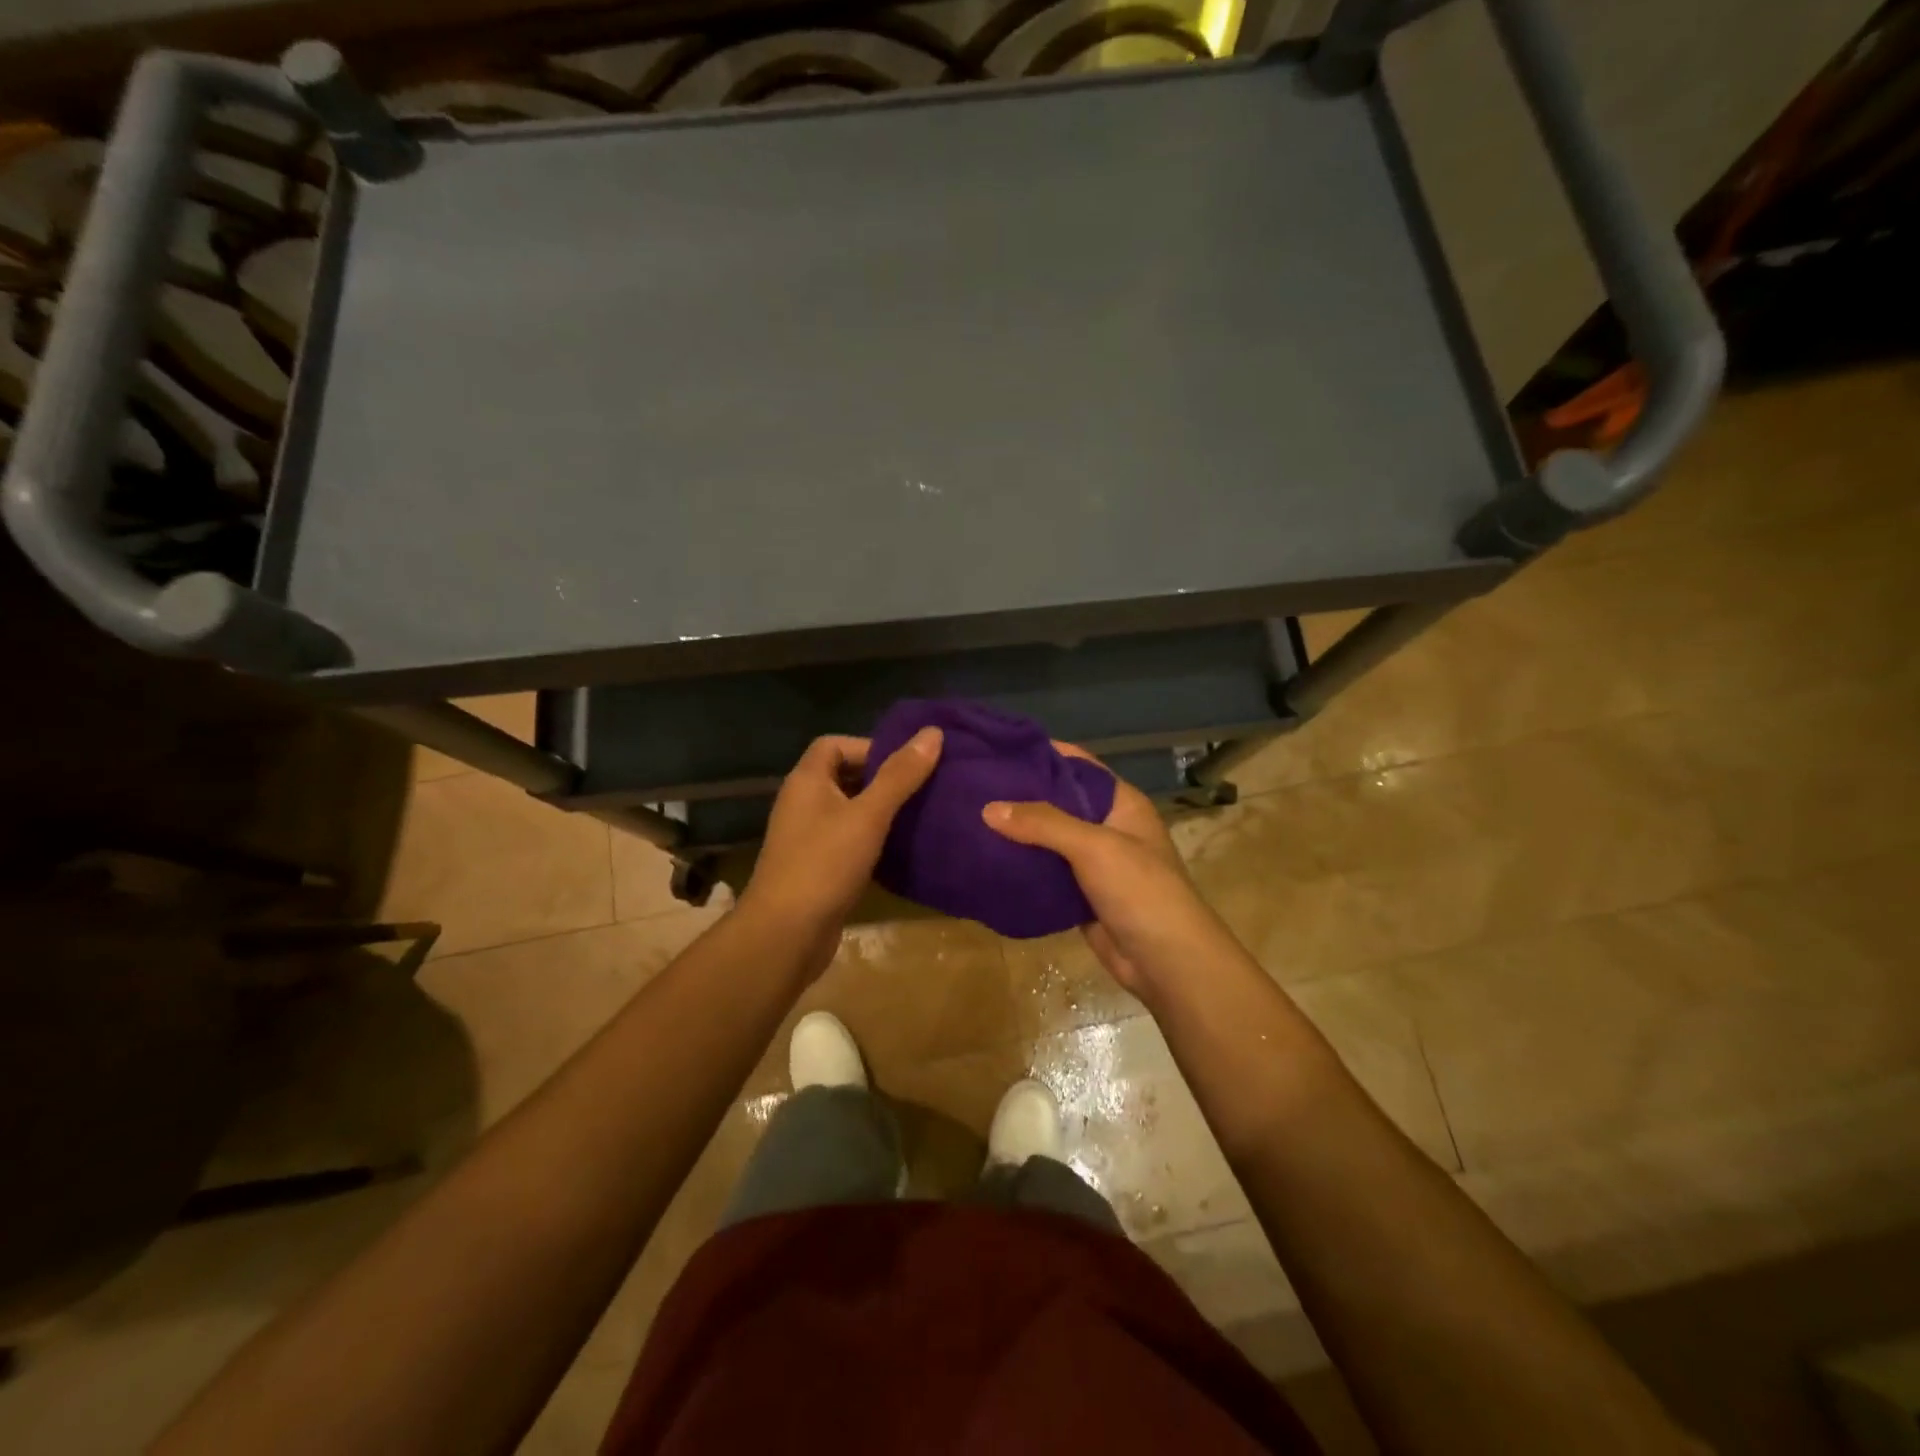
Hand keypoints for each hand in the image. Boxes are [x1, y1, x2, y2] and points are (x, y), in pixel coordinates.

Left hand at [740, 730, 942, 968]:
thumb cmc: (824, 864)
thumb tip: (932, 732)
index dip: (870, 747)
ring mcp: (807, 837)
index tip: (907, 764)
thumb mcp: (868, 815)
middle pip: (843, 776)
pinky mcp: (817, 867)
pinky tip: (900, 849)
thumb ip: (900, 775)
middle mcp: (803, 803)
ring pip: (848, 811)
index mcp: (807, 781)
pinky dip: (872, 839)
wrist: (785, 935)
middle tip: (922, 787)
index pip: (835, 744)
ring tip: (919, 815)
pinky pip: (848, 840)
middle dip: (881, 778)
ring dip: (880, 811)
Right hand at [981, 744, 1234, 998]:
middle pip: (1059, 800)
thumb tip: (988, 808)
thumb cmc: (1140, 890)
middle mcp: (1107, 826)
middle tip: (974, 783)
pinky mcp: (1079, 894)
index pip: (1077, 765)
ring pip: (1049, 838)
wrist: (1166, 962)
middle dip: (1021, 793)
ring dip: (1018, 831)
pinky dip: (1021, 864)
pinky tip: (987, 857)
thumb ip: (1043, 823)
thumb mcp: (1094, 846)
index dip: (1041, 753)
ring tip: (970, 815)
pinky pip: (1045, 871)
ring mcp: (1094, 862)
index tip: (998, 747)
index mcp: (1120, 803)